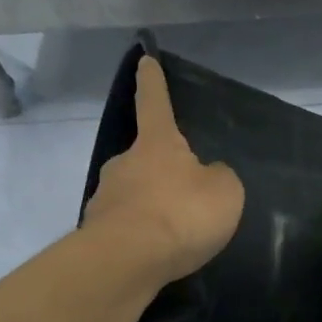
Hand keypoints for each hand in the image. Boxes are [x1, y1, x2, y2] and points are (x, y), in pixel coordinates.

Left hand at [81, 55, 244, 285]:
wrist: (127, 261)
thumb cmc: (180, 214)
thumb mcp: (224, 192)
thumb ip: (219, 178)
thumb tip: (206, 176)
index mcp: (157, 144)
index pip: (155, 103)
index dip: (153, 82)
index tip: (145, 59)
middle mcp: (124, 163)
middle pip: (144, 158)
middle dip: (161, 171)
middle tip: (184, 196)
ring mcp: (105, 197)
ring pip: (133, 194)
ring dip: (151, 206)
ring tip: (174, 233)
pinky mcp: (96, 231)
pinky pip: (126, 226)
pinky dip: (141, 234)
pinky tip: (157, 254)